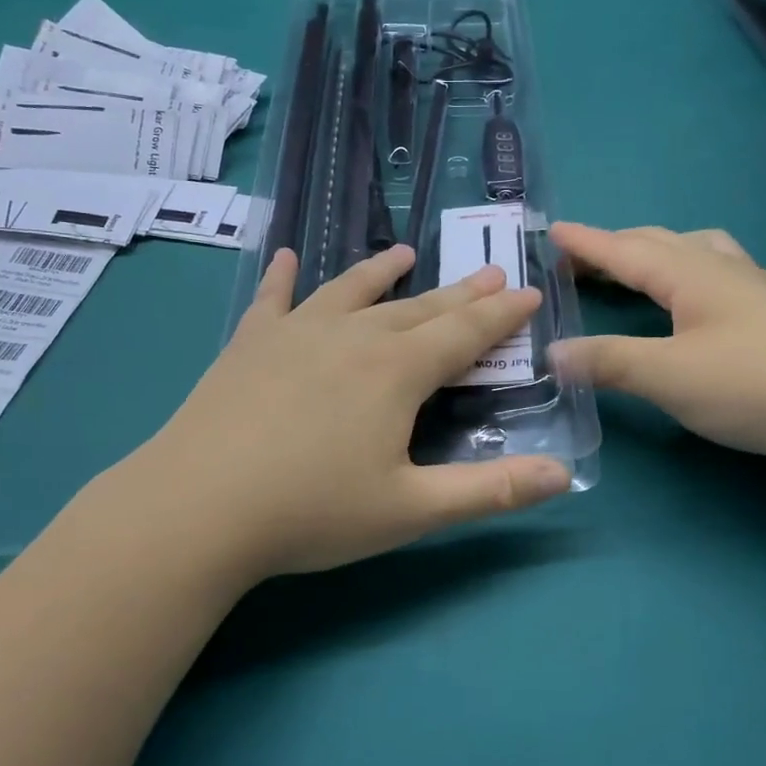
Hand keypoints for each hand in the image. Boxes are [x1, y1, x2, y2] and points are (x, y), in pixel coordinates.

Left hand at [140, 244, 571, 581]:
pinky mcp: (249, 344)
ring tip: (404, 253)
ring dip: (382, 271)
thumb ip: (491, 491)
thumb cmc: (312, 512)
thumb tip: (565, 475)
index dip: (500, 315)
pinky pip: (272, 299)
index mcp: (396, 372)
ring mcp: (295, 333)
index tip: (527, 292)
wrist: (199, 507)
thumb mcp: (411, 510)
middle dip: (459, 293)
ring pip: (350, 291)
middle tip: (489, 274)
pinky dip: (281, 277)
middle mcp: (351, 337)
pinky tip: (283, 256)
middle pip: (416, 307)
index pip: (463, 334)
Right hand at [548, 222, 765, 473]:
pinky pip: (736, 279)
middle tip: (582, 260)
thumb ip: (608, 361)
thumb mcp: (667, 376)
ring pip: (705, 253)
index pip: (627, 250)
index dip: (587, 242)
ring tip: (646, 267)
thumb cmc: (753, 387)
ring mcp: (762, 293)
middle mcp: (728, 272)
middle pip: (663, 244)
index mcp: (694, 276)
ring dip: (665, 252)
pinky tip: (718, 298)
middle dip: (618, 246)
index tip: (551, 231)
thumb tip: (552, 352)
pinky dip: (708, 277)